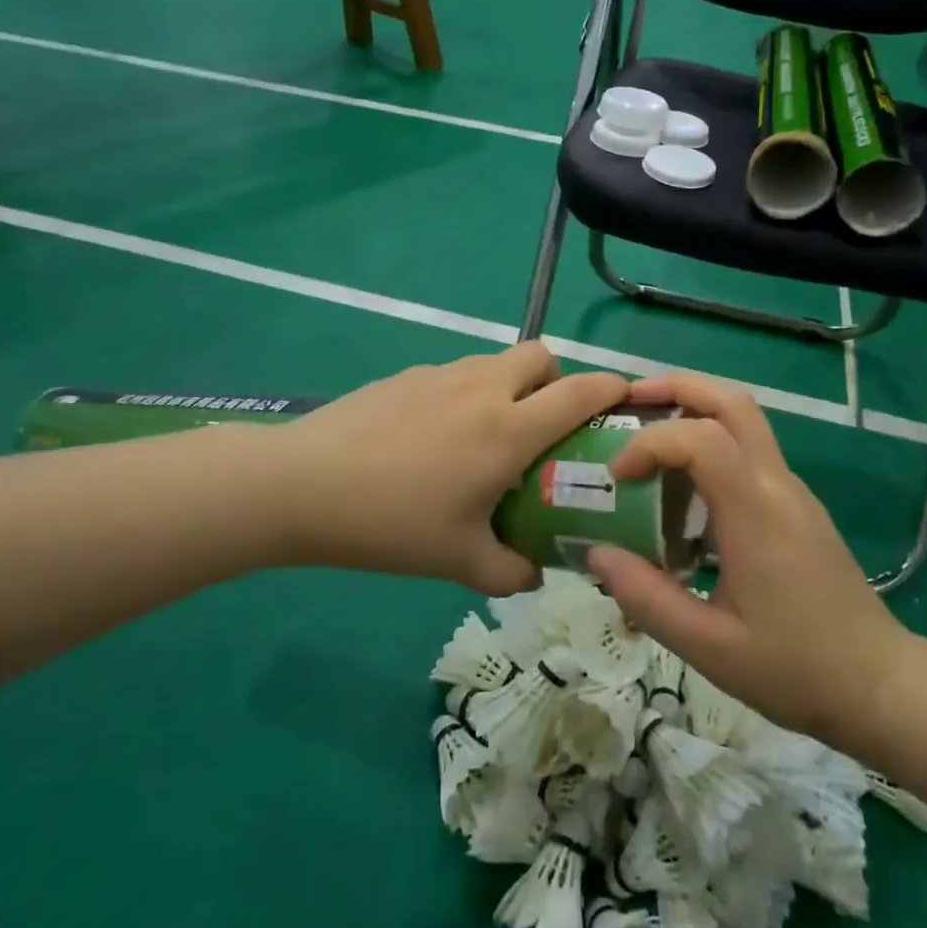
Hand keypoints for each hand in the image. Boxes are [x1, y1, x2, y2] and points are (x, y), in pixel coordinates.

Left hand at [276, 343, 628, 594]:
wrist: (302, 485)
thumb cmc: (391, 524)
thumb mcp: (458, 561)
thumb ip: (510, 571)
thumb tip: (535, 572)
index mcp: (507, 429)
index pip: (579, 391)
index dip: (611, 388)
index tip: (624, 400)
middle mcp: (482, 388)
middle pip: (540, 355)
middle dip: (556, 379)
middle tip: (543, 425)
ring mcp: (440, 374)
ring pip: (495, 361)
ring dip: (509, 385)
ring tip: (487, 434)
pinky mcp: (405, 375)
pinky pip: (455, 373)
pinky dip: (466, 393)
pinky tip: (434, 438)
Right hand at [587, 374, 910, 746]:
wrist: (880, 685)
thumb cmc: (795, 668)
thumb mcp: (709, 647)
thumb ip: (647, 598)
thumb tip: (596, 552)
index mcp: (757, 514)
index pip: (702, 439)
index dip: (650, 442)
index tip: (617, 476)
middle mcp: (777, 485)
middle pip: (732, 402)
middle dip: (675, 388)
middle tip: (627, 401)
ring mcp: (791, 490)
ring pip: (744, 419)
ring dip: (692, 409)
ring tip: (645, 437)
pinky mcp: (796, 505)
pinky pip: (748, 451)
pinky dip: (708, 442)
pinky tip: (680, 488)